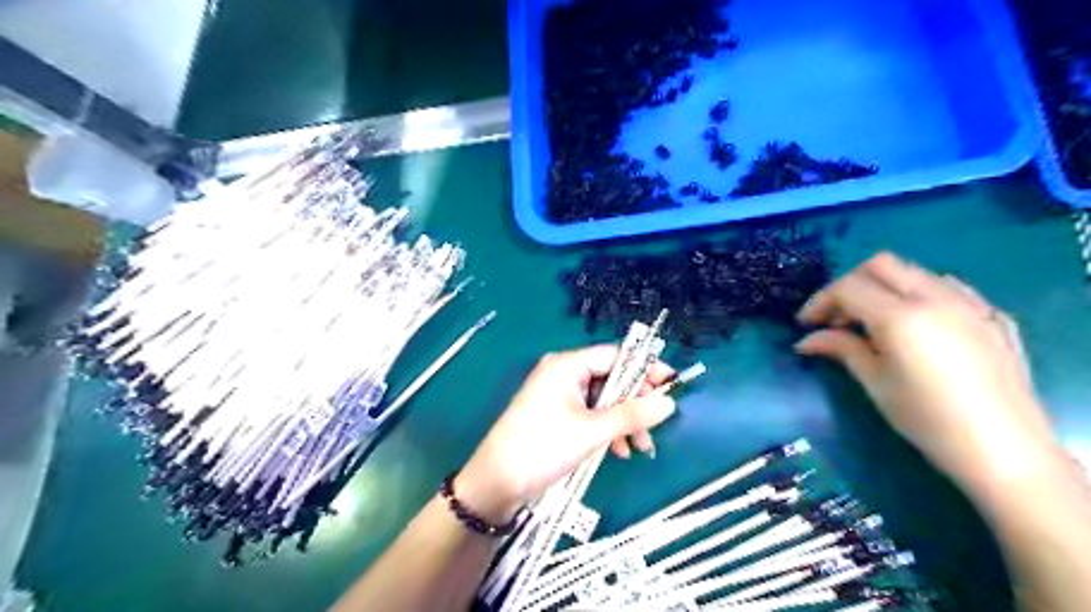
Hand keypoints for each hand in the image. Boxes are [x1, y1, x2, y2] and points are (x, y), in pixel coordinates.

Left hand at [458, 343, 679, 520]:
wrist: (496, 483)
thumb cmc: (543, 447)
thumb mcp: (592, 431)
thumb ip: (632, 415)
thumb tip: (669, 402)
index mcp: (567, 365)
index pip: (615, 355)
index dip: (645, 368)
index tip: (671, 385)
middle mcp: (563, 373)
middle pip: (611, 378)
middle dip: (635, 403)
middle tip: (655, 425)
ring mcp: (558, 395)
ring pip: (603, 400)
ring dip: (623, 421)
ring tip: (639, 448)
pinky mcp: (557, 415)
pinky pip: (591, 414)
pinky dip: (607, 429)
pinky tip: (618, 450)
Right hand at [800, 252, 1061, 496]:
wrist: (1005, 451)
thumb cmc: (927, 419)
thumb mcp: (874, 383)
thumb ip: (841, 348)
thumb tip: (806, 340)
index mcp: (901, 316)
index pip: (848, 287)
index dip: (820, 301)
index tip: (805, 324)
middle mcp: (936, 298)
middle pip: (881, 265)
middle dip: (850, 284)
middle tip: (837, 317)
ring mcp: (971, 304)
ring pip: (915, 272)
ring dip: (884, 287)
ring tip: (873, 322)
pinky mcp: (993, 316)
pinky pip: (949, 288)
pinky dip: (921, 295)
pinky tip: (917, 325)